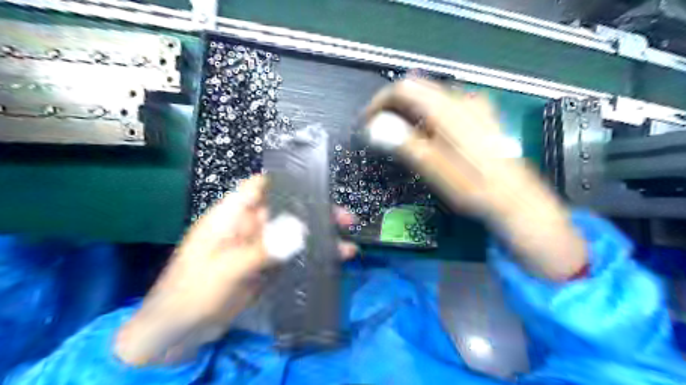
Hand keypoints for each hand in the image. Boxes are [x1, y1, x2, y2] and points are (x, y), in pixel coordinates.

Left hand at [114, 175, 355, 365]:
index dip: (286, 182)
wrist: (178, 333)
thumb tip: (299, 232)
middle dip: (314, 213)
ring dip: (318, 238)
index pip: (260, 187)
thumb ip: (263, 249)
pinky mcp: (266, 268)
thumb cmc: (192, 292)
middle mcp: (248, 227)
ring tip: (346, 245)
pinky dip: (310, 257)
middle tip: (344, 219)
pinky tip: (331, 261)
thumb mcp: (227, 268)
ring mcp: (259, 248)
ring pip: (293, 235)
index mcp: (231, 217)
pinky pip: (292, 257)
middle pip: (286, 211)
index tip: (317, 184)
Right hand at [367, 79, 510, 215]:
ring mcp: (473, 106)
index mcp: (447, 109)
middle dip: (393, 107)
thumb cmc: (473, 186)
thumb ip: (403, 142)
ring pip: (429, 97)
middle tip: (379, 131)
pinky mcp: (478, 115)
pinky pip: (443, 106)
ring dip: (408, 112)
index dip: (380, 102)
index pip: (404, 89)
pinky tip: (423, 136)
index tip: (368, 122)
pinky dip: (425, 116)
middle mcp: (461, 99)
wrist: (513, 196)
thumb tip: (374, 127)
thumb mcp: (433, 168)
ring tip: (397, 136)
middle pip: (417, 89)